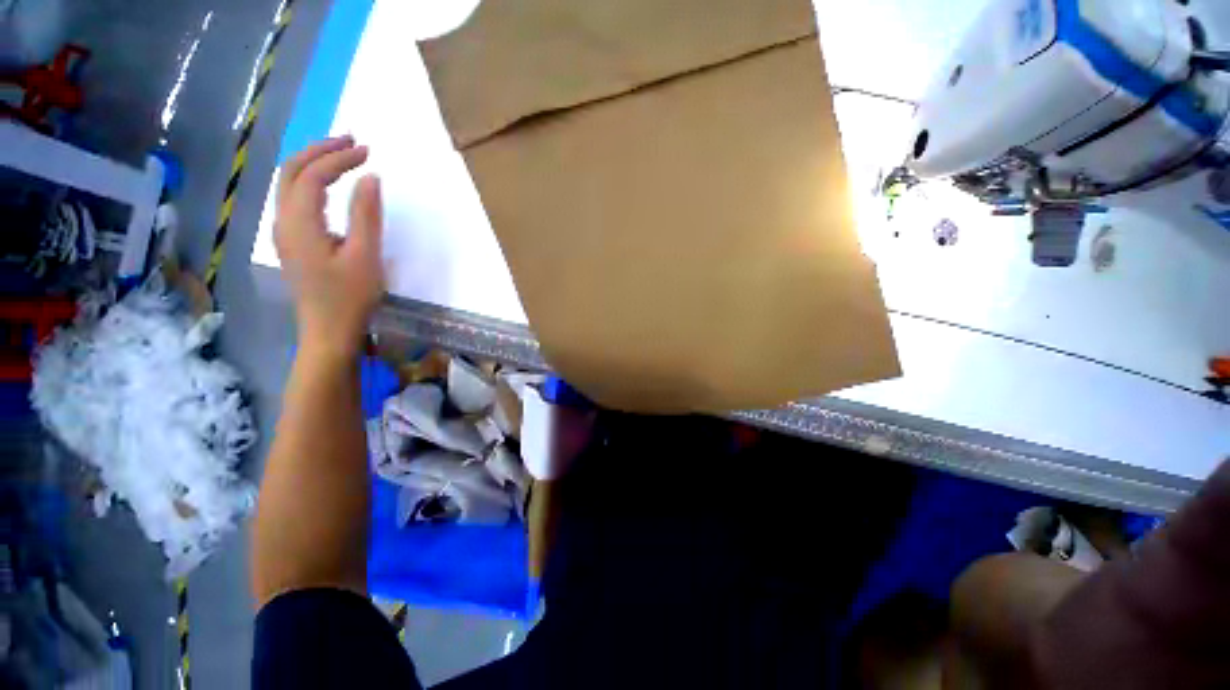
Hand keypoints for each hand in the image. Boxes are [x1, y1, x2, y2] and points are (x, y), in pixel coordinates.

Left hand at [274, 136, 383, 358]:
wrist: (328, 330)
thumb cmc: (350, 297)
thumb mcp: (365, 256)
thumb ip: (365, 215)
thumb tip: (370, 177)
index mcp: (299, 223)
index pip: (313, 175)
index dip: (339, 158)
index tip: (367, 151)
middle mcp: (283, 221)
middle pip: (291, 171)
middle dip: (320, 150)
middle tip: (352, 142)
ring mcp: (284, 232)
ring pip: (289, 183)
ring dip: (313, 163)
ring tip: (342, 156)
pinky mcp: (292, 242)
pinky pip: (294, 199)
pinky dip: (311, 182)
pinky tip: (329, 185)